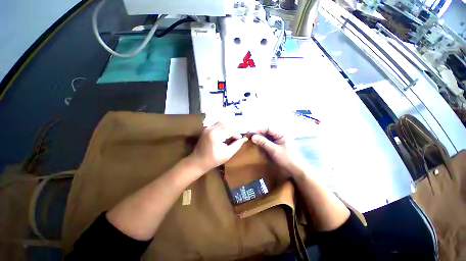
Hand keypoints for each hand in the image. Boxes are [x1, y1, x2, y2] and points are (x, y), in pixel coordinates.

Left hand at [188, 122, 247, 171]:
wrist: (197, 162)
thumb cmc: (213, 160)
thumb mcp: (227, 154)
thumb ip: (237, 145)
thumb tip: (245, 139)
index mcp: (216, 135)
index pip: (230, 129)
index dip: (237, 133)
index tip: (240, 139)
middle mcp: (211, 128)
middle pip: (226, 123)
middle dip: (233, 129)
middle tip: (237, 136)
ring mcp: (207, 128)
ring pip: (222, 122)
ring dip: (228, 127)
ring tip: (232, 134)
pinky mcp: (206, 129)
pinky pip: (217, 125)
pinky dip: (223, 127)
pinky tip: (226, 133)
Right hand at [251, 128, 307, 177]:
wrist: (295, 170)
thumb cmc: (287, 159)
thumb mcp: (274, 150)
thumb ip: (263, 142)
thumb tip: (252, 137)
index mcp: (281, 133)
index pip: (268, 127)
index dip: (259, 129)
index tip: (251, 134)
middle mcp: (278, 135)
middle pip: (266, 131)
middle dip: (258, 133)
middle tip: (249, 137)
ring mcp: (276, 140)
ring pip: (265, 136)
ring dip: (259, 138)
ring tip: (251, 140)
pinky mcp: (275, 145)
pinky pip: (266, 141)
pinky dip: (261, 142)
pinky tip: (256, 144)